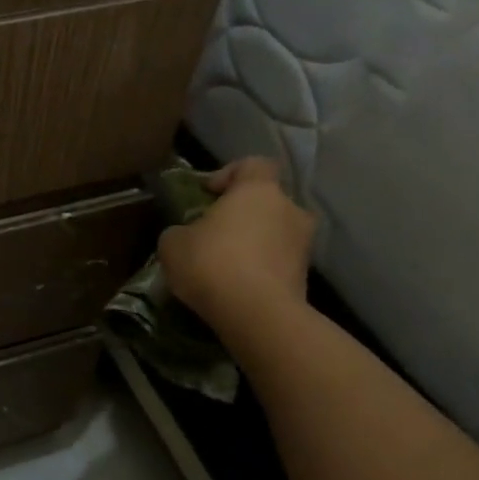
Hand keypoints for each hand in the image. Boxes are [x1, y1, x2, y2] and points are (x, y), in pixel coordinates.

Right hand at [157, 158, 314, 330]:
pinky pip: (277, 264)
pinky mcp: (306, 278)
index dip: (229, 173)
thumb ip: (181, 230)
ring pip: (274, 234)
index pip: (254, 164)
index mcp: (259, 191)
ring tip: (223, 265)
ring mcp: (303, 246)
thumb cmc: (211, 263)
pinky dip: (260, 270)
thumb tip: (186, 235)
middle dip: (242, 215)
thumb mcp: (173, 243)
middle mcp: (290, 210)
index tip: (208, 193)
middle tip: (214, 233)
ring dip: (253, 244)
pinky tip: (235, 287)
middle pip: (266, 202)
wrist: (257, 315)